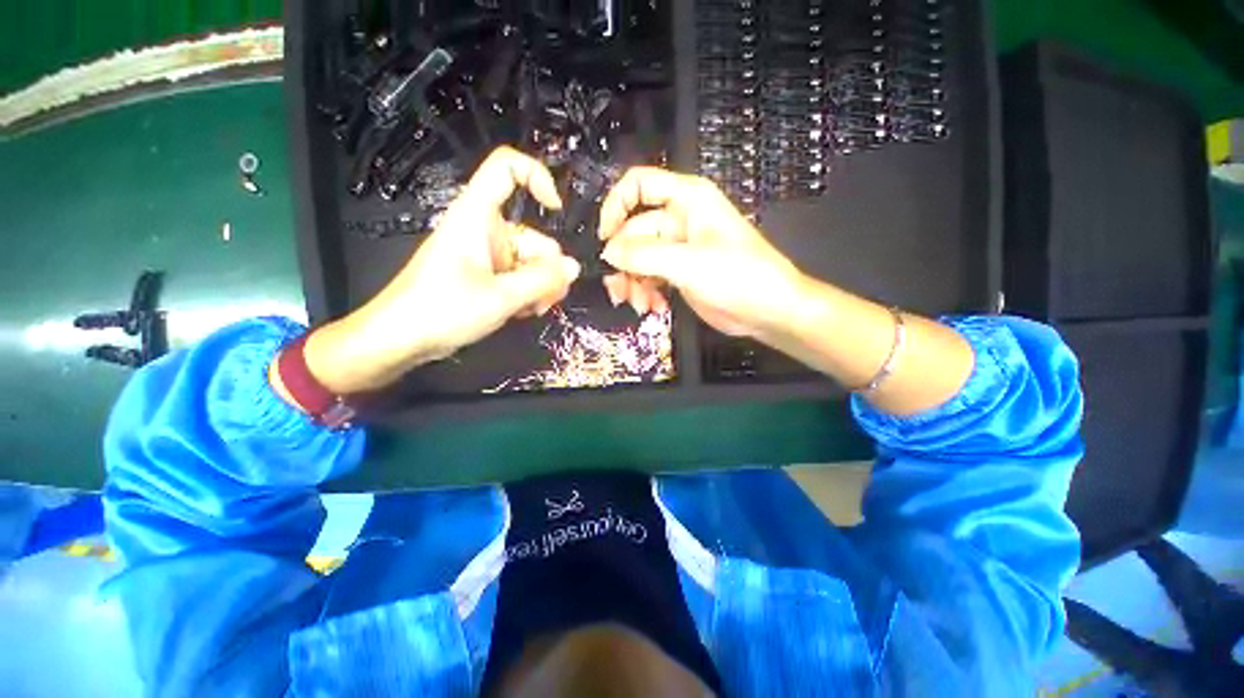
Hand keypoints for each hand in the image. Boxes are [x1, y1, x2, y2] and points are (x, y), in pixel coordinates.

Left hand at [302, 147, 580, 393]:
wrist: (403, 339)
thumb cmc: (443, 310)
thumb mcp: (501, 296)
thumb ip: (543, 281)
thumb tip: (573, 267)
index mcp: (478, 215)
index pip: (507, 168)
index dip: (536, 177)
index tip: (556, 209)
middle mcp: (485, 229)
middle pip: (534, 235)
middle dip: (547, 269)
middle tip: (547, 298)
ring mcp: (488, 254)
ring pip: (531, 262)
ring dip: (540, 287)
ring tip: (532, 310)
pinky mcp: (488, 275)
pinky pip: (520, 277)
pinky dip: (528, 293)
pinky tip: (523, 312)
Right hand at [598, 167, 806, 338]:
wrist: (768, 310)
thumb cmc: (739, 276)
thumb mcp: (688, 263)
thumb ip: (644, 255)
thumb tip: (607, 252)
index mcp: (687, 200)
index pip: (639, 185)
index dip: (616, 206)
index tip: (604, 237)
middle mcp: (679, 220)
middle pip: (633, 231)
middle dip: (624, 262)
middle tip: (619, 289)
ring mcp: (678, 249)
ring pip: (638, 258)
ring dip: (633, 282)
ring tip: (638, 304)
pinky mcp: (678, 273)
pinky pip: (649, 277)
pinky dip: (646, 292)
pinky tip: (654, 308)